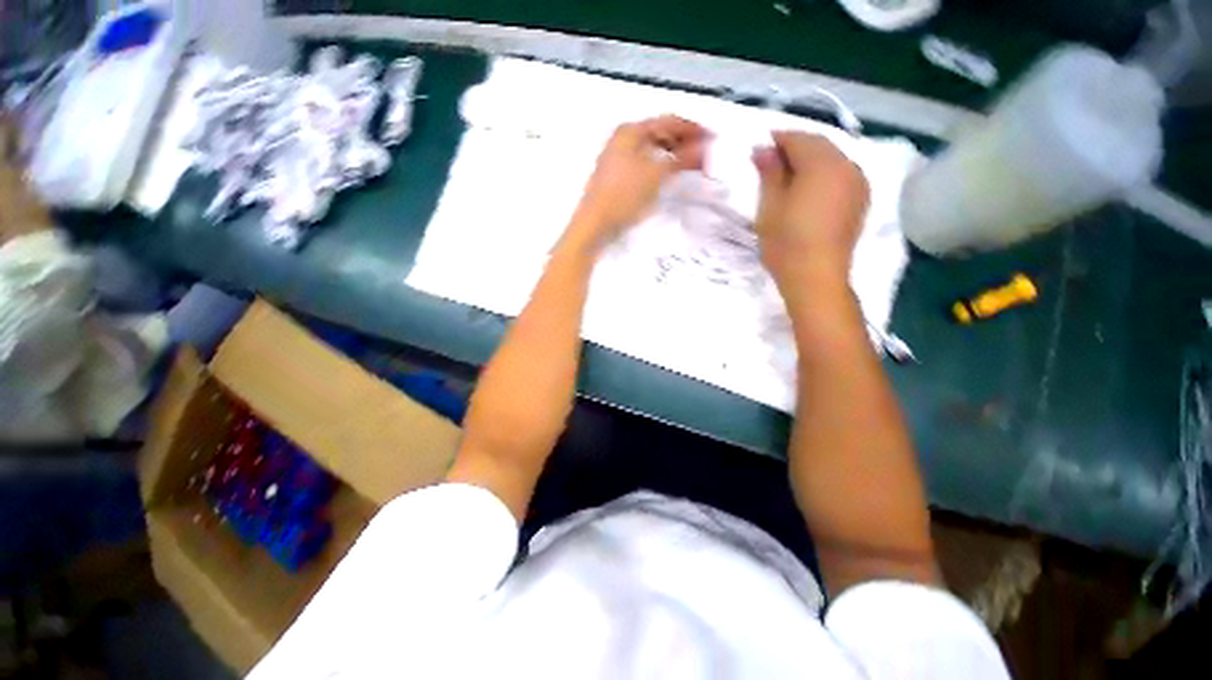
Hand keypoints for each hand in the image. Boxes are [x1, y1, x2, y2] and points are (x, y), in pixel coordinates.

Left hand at [566, 116, 708, 250]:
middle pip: (660, 135)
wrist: (594, 225)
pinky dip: (660, 169)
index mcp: (631, 131)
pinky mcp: (617, 178)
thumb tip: (703, 146)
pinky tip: (668, 179)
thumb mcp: (656, 174)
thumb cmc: (624, 196)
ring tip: (691, 169)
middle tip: (704, 158)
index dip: (694, 130)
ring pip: (653, 151)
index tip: (713, 140)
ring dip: (673, 157)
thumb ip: (682, 157)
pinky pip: (645, 165)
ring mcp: (618, 159)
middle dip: (684, 144)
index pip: (669, 121)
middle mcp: (623, 140)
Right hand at [752, 132, 869, 289]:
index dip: (777, 140)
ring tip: (789, 177)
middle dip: (795, 148)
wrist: (816, 277)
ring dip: (811, 161)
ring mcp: (859, 183)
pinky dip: (824, 174)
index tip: (759, 148)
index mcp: (822, 164)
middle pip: (819, 145)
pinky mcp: (861, 201)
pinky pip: (842, 175)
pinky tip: (810, 189)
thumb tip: (763, 149)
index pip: (798, 139)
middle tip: (771, 162)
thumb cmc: (786, 242)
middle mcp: (847, 165)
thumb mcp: (770, 206)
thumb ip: (769, 173)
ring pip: (833, 159)